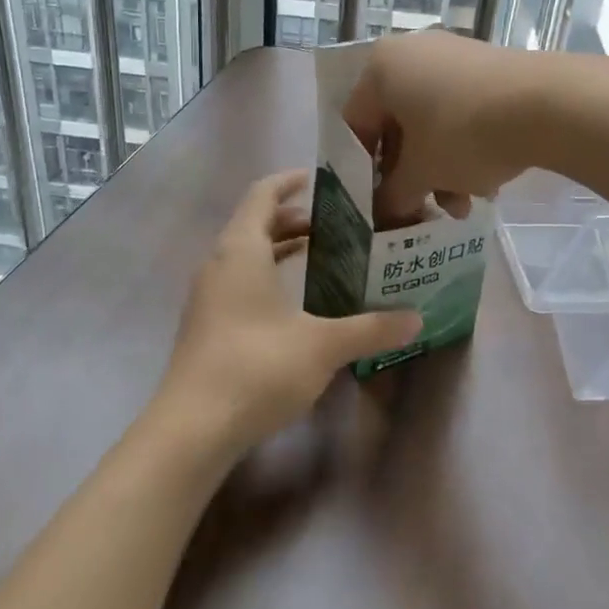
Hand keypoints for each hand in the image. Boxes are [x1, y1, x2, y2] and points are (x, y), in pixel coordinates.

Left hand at [158, 170, 421, 453]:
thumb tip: (416, 319)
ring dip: (279, 249)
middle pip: (254, 223)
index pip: (262, 194)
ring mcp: (207, 297)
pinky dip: (267, 276)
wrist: (192, 429)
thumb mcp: (323, 345)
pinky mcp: (205, 326)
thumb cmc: (257, 368)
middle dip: (292, 219)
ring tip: (319, 256)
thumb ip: (371, 328)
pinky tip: (293, 304)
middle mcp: (218, 264)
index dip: (289, 181)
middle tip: (334, 225)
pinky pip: (238, 282)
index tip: (319, 180)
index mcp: (241, 250)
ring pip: (245, 256)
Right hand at [343, 31, 555, 226]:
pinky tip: (486, 185)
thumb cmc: (463, 134)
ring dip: (440, 171)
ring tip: (462, 208)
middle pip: (397, 127)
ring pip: (432, 124)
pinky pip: (461, 113)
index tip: (377, 205)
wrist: (548, 104)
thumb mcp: (422, 173)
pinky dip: (465, 149)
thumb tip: (385, 215)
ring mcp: (454, 57)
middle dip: (411, 176)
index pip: (356, 126)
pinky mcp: (489, 68)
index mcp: (381, 68)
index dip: (362, 172)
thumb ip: (393, 196)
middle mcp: (412, 53)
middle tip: (421, 210)